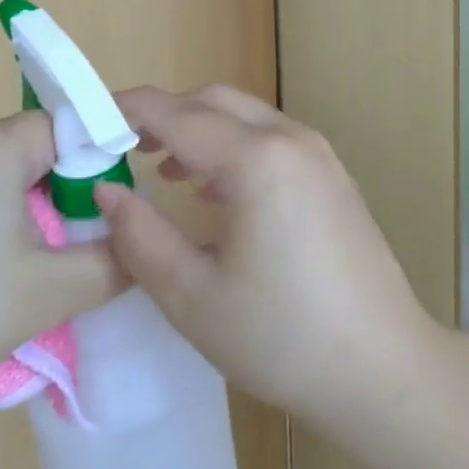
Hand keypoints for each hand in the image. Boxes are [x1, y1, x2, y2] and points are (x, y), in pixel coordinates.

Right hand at [95, 85, 439, 434]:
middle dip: (163, 115)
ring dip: (199, 130)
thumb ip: (140, 236)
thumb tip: (106, 191)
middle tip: (121, 149)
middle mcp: (290, 138)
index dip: (126, 111)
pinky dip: (232, 146)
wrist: (381, 366)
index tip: (86, 123)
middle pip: (213, 101)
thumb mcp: (192, 296)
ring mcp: (318, 153)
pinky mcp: (331, 174)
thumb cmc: (281, 337)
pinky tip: (213, 189)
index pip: (176, 114)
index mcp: (256, 159)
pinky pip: (270, 138)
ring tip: (161, 170)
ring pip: (245, 116)